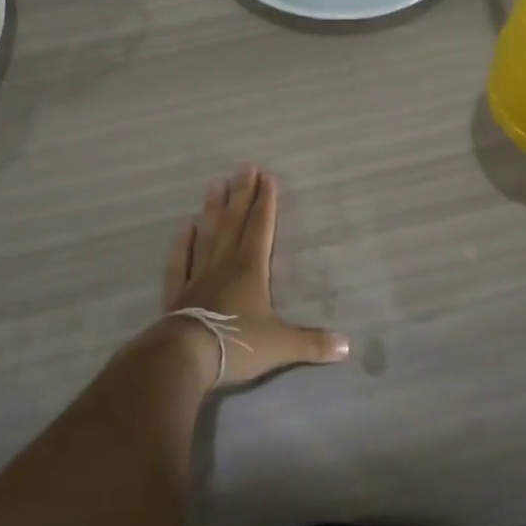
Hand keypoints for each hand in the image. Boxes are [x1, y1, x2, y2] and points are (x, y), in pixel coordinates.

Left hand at [159, 165, 349, 386]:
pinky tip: (185, 227)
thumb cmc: (237, 344)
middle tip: (244, 167)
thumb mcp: (281, 346)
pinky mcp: (178, 294)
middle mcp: (224, 265)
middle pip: (234, 223)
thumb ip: (312, 343)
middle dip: (242, 195)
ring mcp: (198, 277)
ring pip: (208, 236)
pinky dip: (182, 244)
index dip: (265, 203)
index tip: (266, 176)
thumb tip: (347, 347)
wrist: (186, 358)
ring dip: (213, 210)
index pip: (260, 228)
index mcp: (250, 270)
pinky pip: (180, 263)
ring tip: (216, 184)